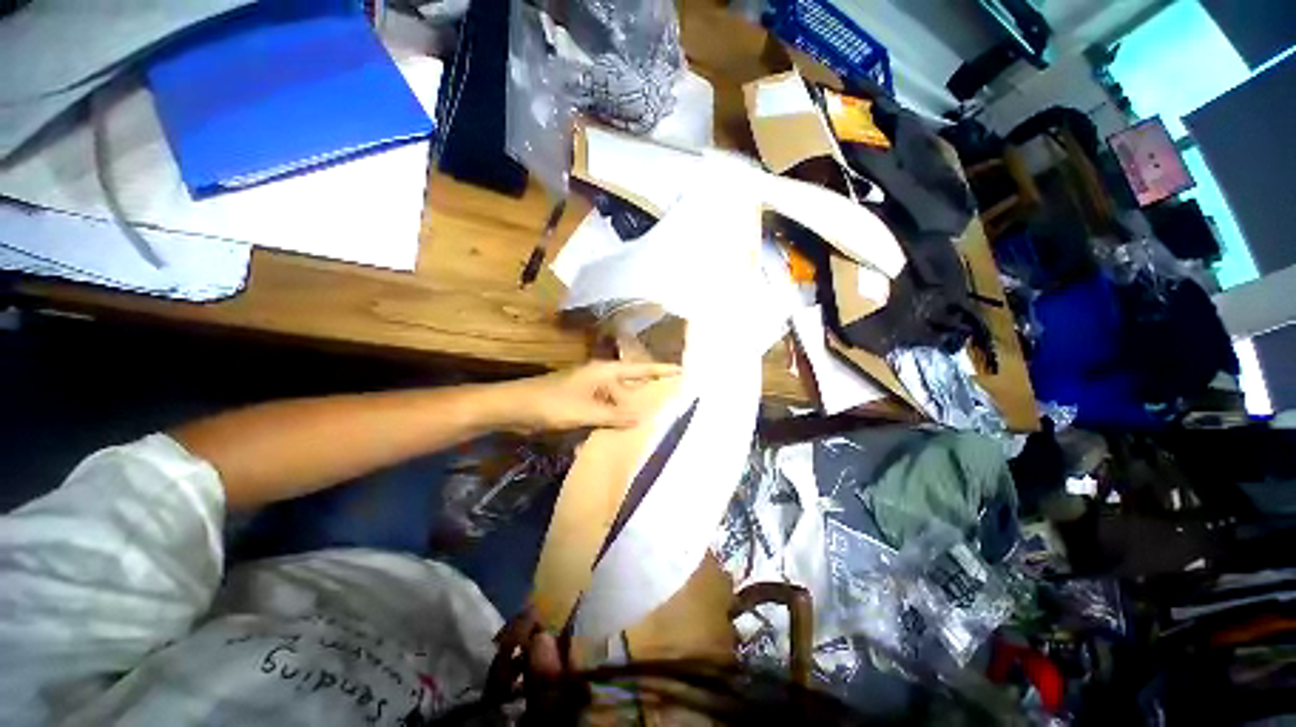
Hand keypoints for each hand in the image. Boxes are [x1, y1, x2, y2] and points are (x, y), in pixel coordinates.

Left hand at [501, 361, 680, 432]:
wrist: (515, 407)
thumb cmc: (552, 403)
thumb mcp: (586, 411)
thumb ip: (614, 415)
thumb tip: (641, 418)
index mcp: (603, 371)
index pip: (639, 369)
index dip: (660, 370)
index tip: (680, 371)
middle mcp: (599, 377)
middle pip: (630, 384)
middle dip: (646, 393)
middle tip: (668, 403)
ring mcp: (589, 388)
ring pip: (617, 398)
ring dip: (629, 409)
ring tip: (648, 420)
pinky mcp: (580, 400)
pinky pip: (605, 408)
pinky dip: (613, 416)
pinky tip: (619, 428)